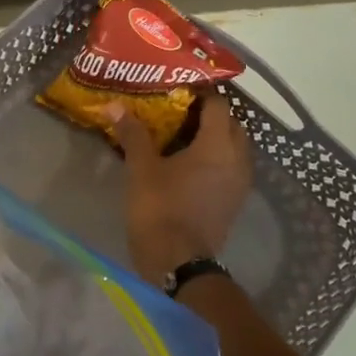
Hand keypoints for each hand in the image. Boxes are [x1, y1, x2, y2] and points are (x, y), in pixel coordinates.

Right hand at [116, 93, 252, 285]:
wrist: (179, 264)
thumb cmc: (160, 209)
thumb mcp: (141, 168)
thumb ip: (133, 133)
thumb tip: (115, 105)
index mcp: (217, 145)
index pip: (217, 105)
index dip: (199, 93)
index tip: (177, 90)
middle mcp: (237, 159)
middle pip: (231, 124)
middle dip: (209, 114)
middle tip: (179, 111)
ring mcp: (240, 183)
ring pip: (235, 147)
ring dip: (215, 137)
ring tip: (184, 136)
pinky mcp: (235, 202)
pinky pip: (232, 167)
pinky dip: (217, 159)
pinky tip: (191, 164)